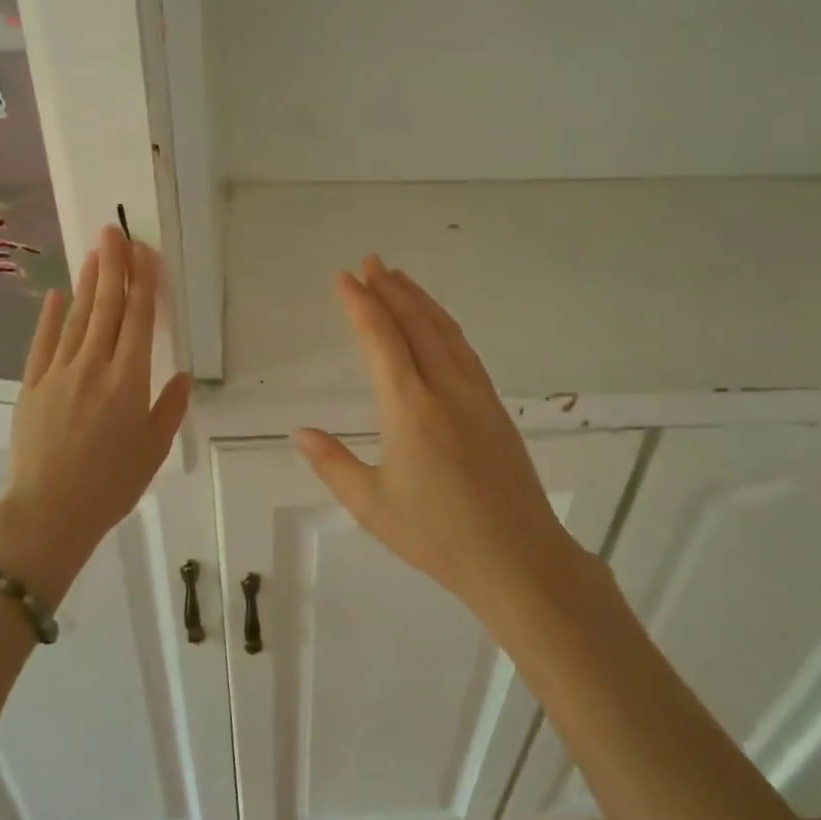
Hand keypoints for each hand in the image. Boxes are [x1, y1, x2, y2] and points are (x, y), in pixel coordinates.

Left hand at [0, 226, 191, 600]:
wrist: (48, 513)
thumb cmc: (111, 485)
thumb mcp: (153, 450)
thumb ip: (169, 408)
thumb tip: (180, 376)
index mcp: (128, 381)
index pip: (140, 320)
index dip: (144, 283)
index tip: (146, 252)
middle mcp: (94, 367)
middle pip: (107, 308)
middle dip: (114, 267)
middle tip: (115, 232)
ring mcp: (59, 374)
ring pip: (77, 319)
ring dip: (88, 283)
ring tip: (94, 252)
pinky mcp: (32, 386)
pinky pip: (43, 343)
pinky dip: (50, 317)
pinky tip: (56, 294)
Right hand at [294, 256, 577, 606]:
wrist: (518, 558)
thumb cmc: (438, 536)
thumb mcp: (372, 505)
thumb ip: (333, 464)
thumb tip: (301, 433)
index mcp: (410, 408)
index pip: (381, 340)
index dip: (361, 304)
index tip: (345, 277)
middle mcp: (445, 389)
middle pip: (416, 324)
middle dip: (390, 289)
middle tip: (370, 261)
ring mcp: (476, 395)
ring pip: (445, 332)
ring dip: (420, 300)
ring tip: (400, 278)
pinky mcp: (495, 408)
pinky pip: (466, 351)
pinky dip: (445, 326)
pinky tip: (439, 325)